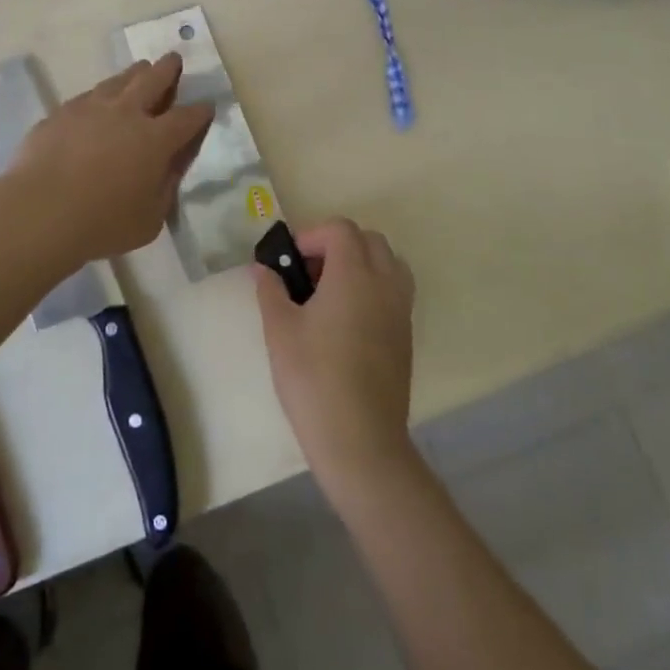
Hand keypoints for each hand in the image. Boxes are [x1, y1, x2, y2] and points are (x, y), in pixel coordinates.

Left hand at [9, 55, 213, 266]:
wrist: (39, 211)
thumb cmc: (102, 223)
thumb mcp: (150, 219)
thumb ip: (165, 187)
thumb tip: (171, 166)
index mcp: (156, 139)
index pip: (187, 118)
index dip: (200, 111)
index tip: (206, 106)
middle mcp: (127, 113)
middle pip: (153, 80)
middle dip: (168, 69)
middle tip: (173, 59)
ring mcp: (91, 108)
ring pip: (119, 80)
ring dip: (134, 74)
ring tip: (140, 70)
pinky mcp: (61, 113)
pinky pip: (88, 96)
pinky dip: (101, 94)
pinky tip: (98, 101)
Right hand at [253, 219, 416, 492]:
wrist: (360, 440)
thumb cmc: (313, 379)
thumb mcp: (280, 331)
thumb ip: (271, 290)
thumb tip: (262, 268)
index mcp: (354, 275)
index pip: (341, 229)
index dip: (312, 236)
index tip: (289, 263)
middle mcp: (384, 284)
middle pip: (369, 240)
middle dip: (337, 245)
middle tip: (308, 274)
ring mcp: (400, 310)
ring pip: (388, 263)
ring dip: (360, 264)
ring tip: (329, 294)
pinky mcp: (406, 335)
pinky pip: (394, 291)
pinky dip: (373, 288)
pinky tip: (346, 322)